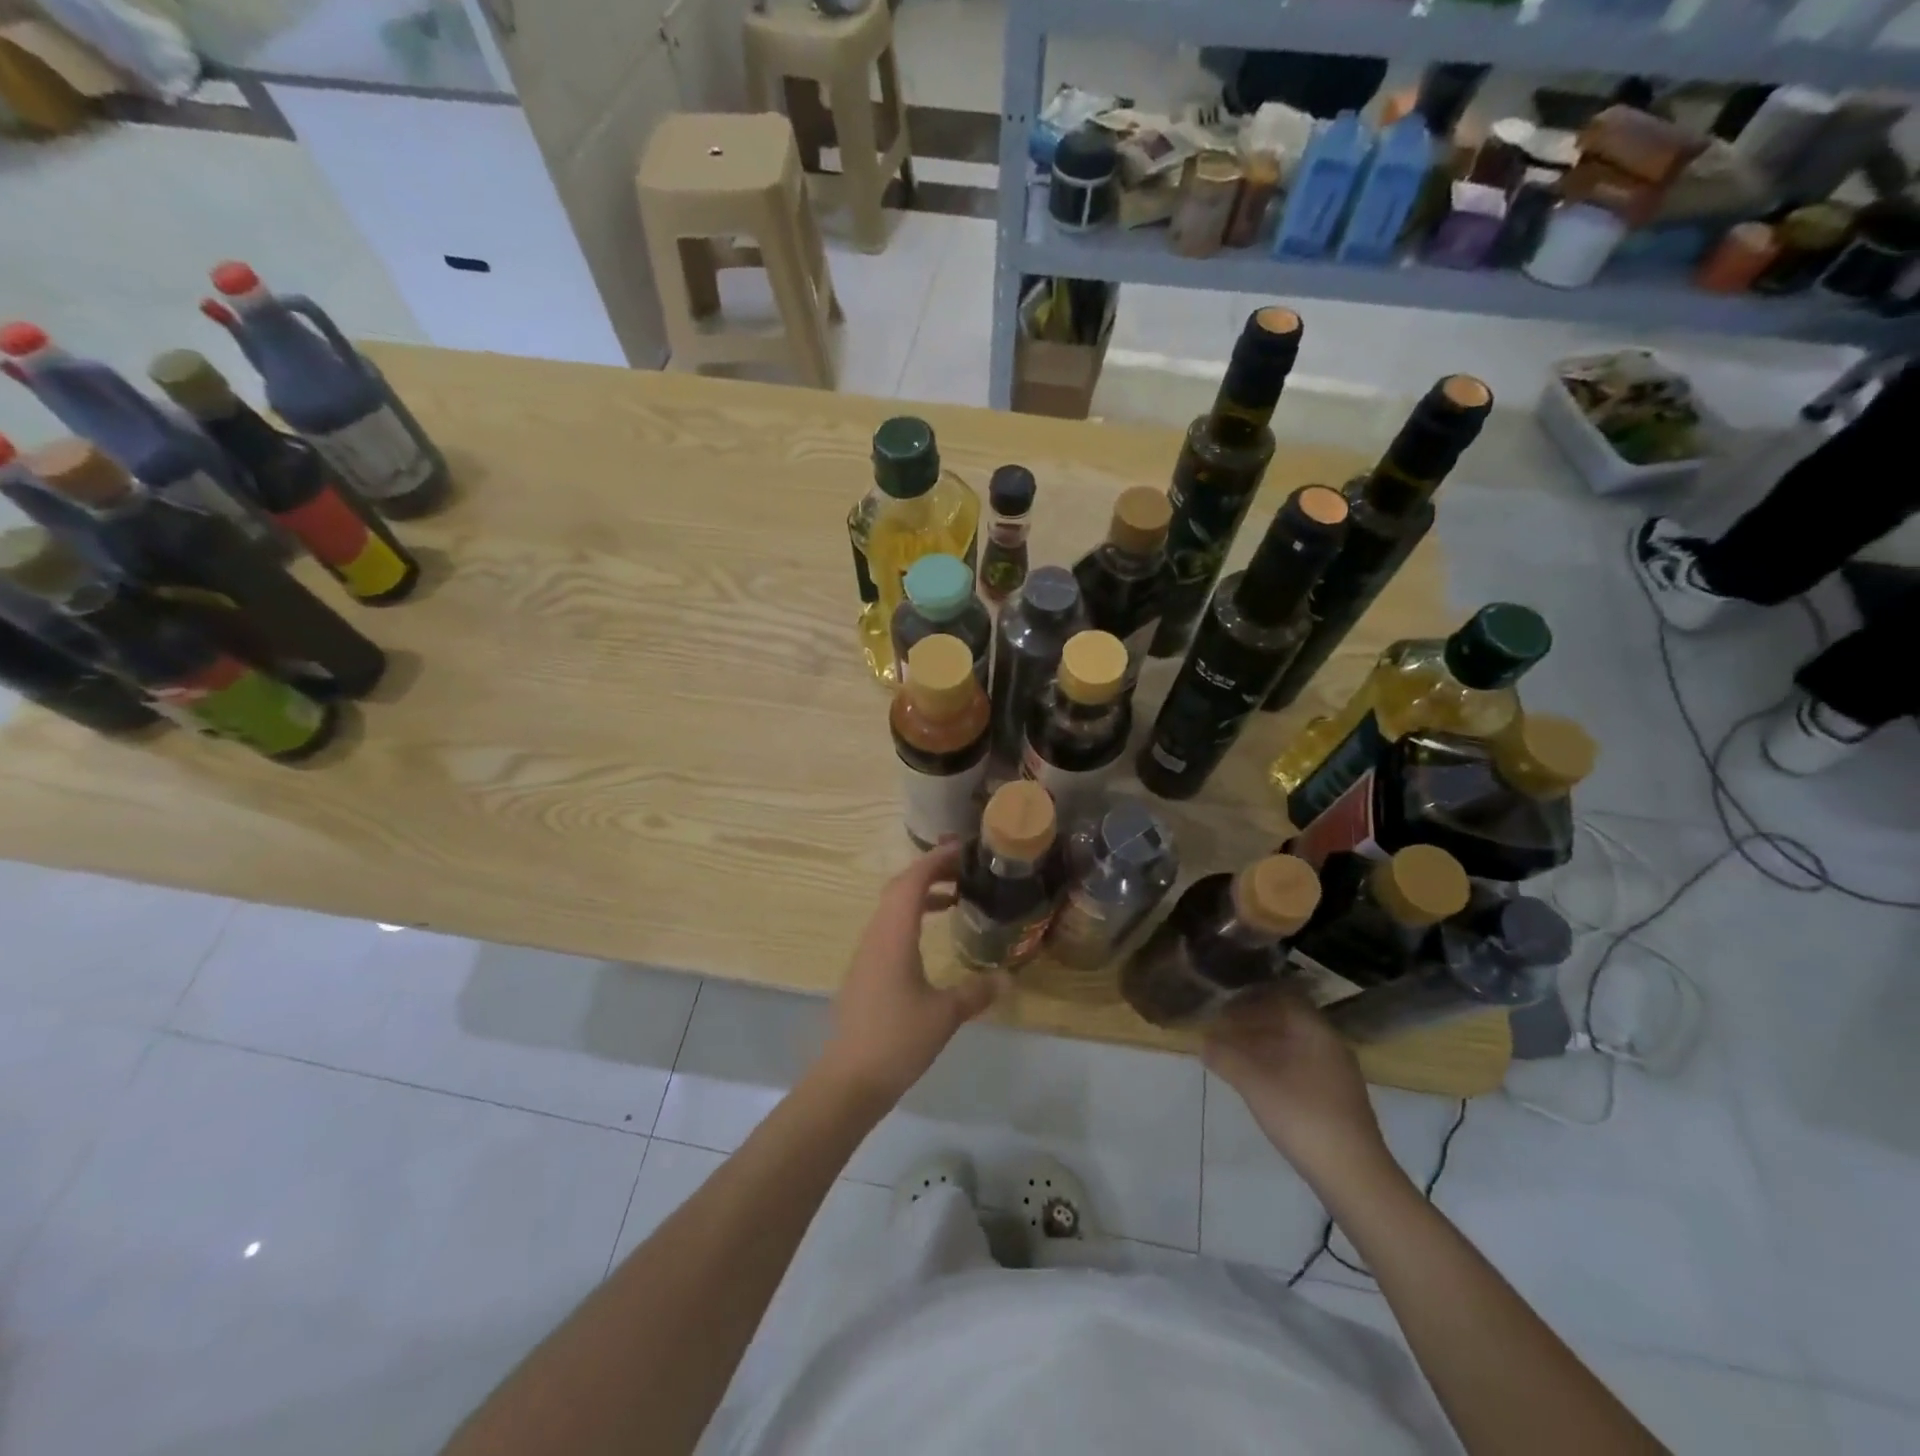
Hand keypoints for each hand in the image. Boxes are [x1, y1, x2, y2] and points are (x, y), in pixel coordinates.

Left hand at [816, 843, 1007, 1108]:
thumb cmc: (898, 1039)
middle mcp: (876, 935)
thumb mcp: (945, 1015)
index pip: (912, 881)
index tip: (961, 849)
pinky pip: (888, 928)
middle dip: (929, 871)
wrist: (850, 1078)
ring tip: (954, 896)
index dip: (935, 860)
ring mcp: (867, 953)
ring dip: (920, 894)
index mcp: (894, 935)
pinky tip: (930, 936)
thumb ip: (976, 992)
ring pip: (891, 908)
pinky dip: (911, 917)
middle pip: (899, 888)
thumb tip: (1007, 978)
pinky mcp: (865, 971)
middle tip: (963, 868)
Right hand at [1204, 990, 1396, 1196]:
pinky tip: (1259, 1082)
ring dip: (1263, 1045)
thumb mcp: (1255, 1083)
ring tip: (1234, 1056)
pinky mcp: (1338, 1100)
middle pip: (1288, 1021)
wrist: (1354, 1177)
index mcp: (1316, 1032)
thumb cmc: (1302, 1116)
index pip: (1282, 998)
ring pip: (1294, 1045)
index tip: (1223, 1008)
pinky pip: (1302, 1066)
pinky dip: (1277, 1065)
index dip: (1250, 999)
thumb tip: (1202, 1042)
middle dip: (1253, 1022)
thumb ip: (1226, 1057)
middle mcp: (1330, 1045)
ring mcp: (1337, 1074)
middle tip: (1223, 1031)